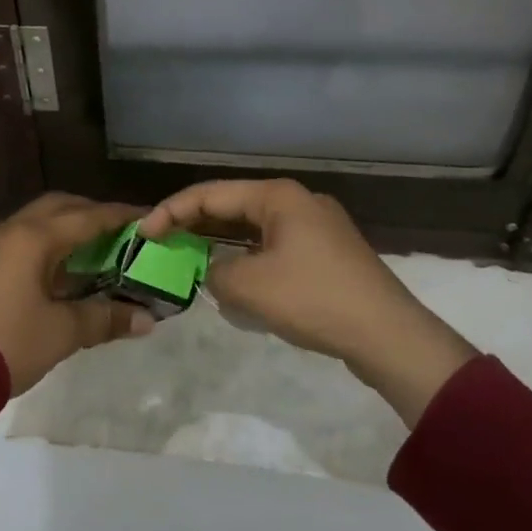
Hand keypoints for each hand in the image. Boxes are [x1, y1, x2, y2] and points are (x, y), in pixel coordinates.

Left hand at [0, 193, 151, 395]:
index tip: (148, 218)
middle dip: (90, 215)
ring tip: (90, 253)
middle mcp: (9, 231)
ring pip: (33, 224)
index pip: (87, 217)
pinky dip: (42, 248)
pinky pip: (16, 243)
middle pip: (58, 208)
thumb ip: (104, 319)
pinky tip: (54, 275)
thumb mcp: (61, 332)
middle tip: (118, 233)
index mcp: (34, 237)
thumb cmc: (7, 343)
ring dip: (64, 231)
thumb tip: (146, 319)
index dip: (121, 216)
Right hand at [138, 179, 475, 425]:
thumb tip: (214, 271)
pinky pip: (273, 247)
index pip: (210, 194)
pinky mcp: (326, 254)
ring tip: (189, 259)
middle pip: (232, 206)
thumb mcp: (248, 287)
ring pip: (252, 228)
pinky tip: (233, 279)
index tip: (143, 233)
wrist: (389, 336)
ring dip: (220, 244)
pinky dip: (247, 258)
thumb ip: (214, 272)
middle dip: (194, 225)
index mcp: (277, 196)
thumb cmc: (313, 299)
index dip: (170, 211)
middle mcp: (297, 201)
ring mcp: (315, 227)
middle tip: (161, 244)